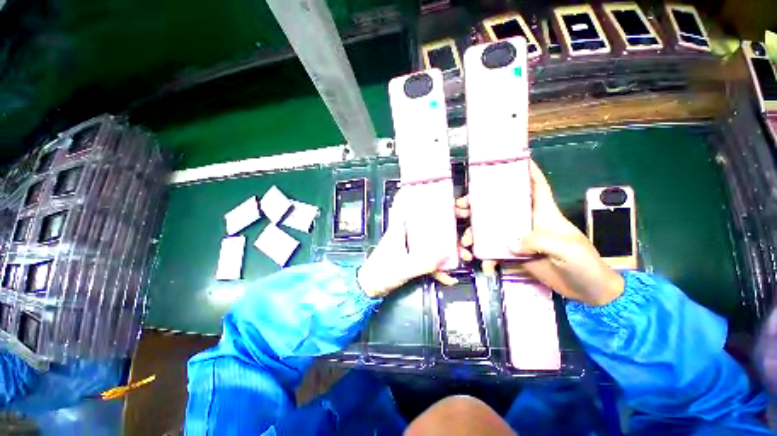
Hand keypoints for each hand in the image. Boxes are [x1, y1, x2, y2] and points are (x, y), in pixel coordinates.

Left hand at [357, 188, 460, 297]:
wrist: (370, 288)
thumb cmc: (382, 273)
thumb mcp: (404, 268)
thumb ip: (424, 262)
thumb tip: (446, 253)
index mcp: (400, 230)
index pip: (411, 209)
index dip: (425, 202)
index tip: (443, 199)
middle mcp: (406, 236)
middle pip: (429, 227)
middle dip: (447, 231)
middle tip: (463, 234)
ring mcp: (410, 248)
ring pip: (431, 243)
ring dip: (446, 251)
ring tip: (463, 257)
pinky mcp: (412, 259)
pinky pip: (428, 259)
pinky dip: (437, 267)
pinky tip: (448, 277)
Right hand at [460, 160, 623, 306]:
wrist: (587, 291)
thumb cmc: (585, 263)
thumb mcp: (567, 248)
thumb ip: (539, 241)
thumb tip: (510, 243)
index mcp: (544, 212)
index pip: (536, 186)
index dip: (526, 171)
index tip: (509, 161)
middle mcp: (527, 222)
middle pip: (500, 206)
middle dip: (479, 204)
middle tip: (461, 206)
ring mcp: (519, 238)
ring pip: (492, 229)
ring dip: (476, 231)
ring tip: (465, 238)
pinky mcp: (515, 254)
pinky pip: (495, 251)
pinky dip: (487, 256)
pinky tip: (483, 262)